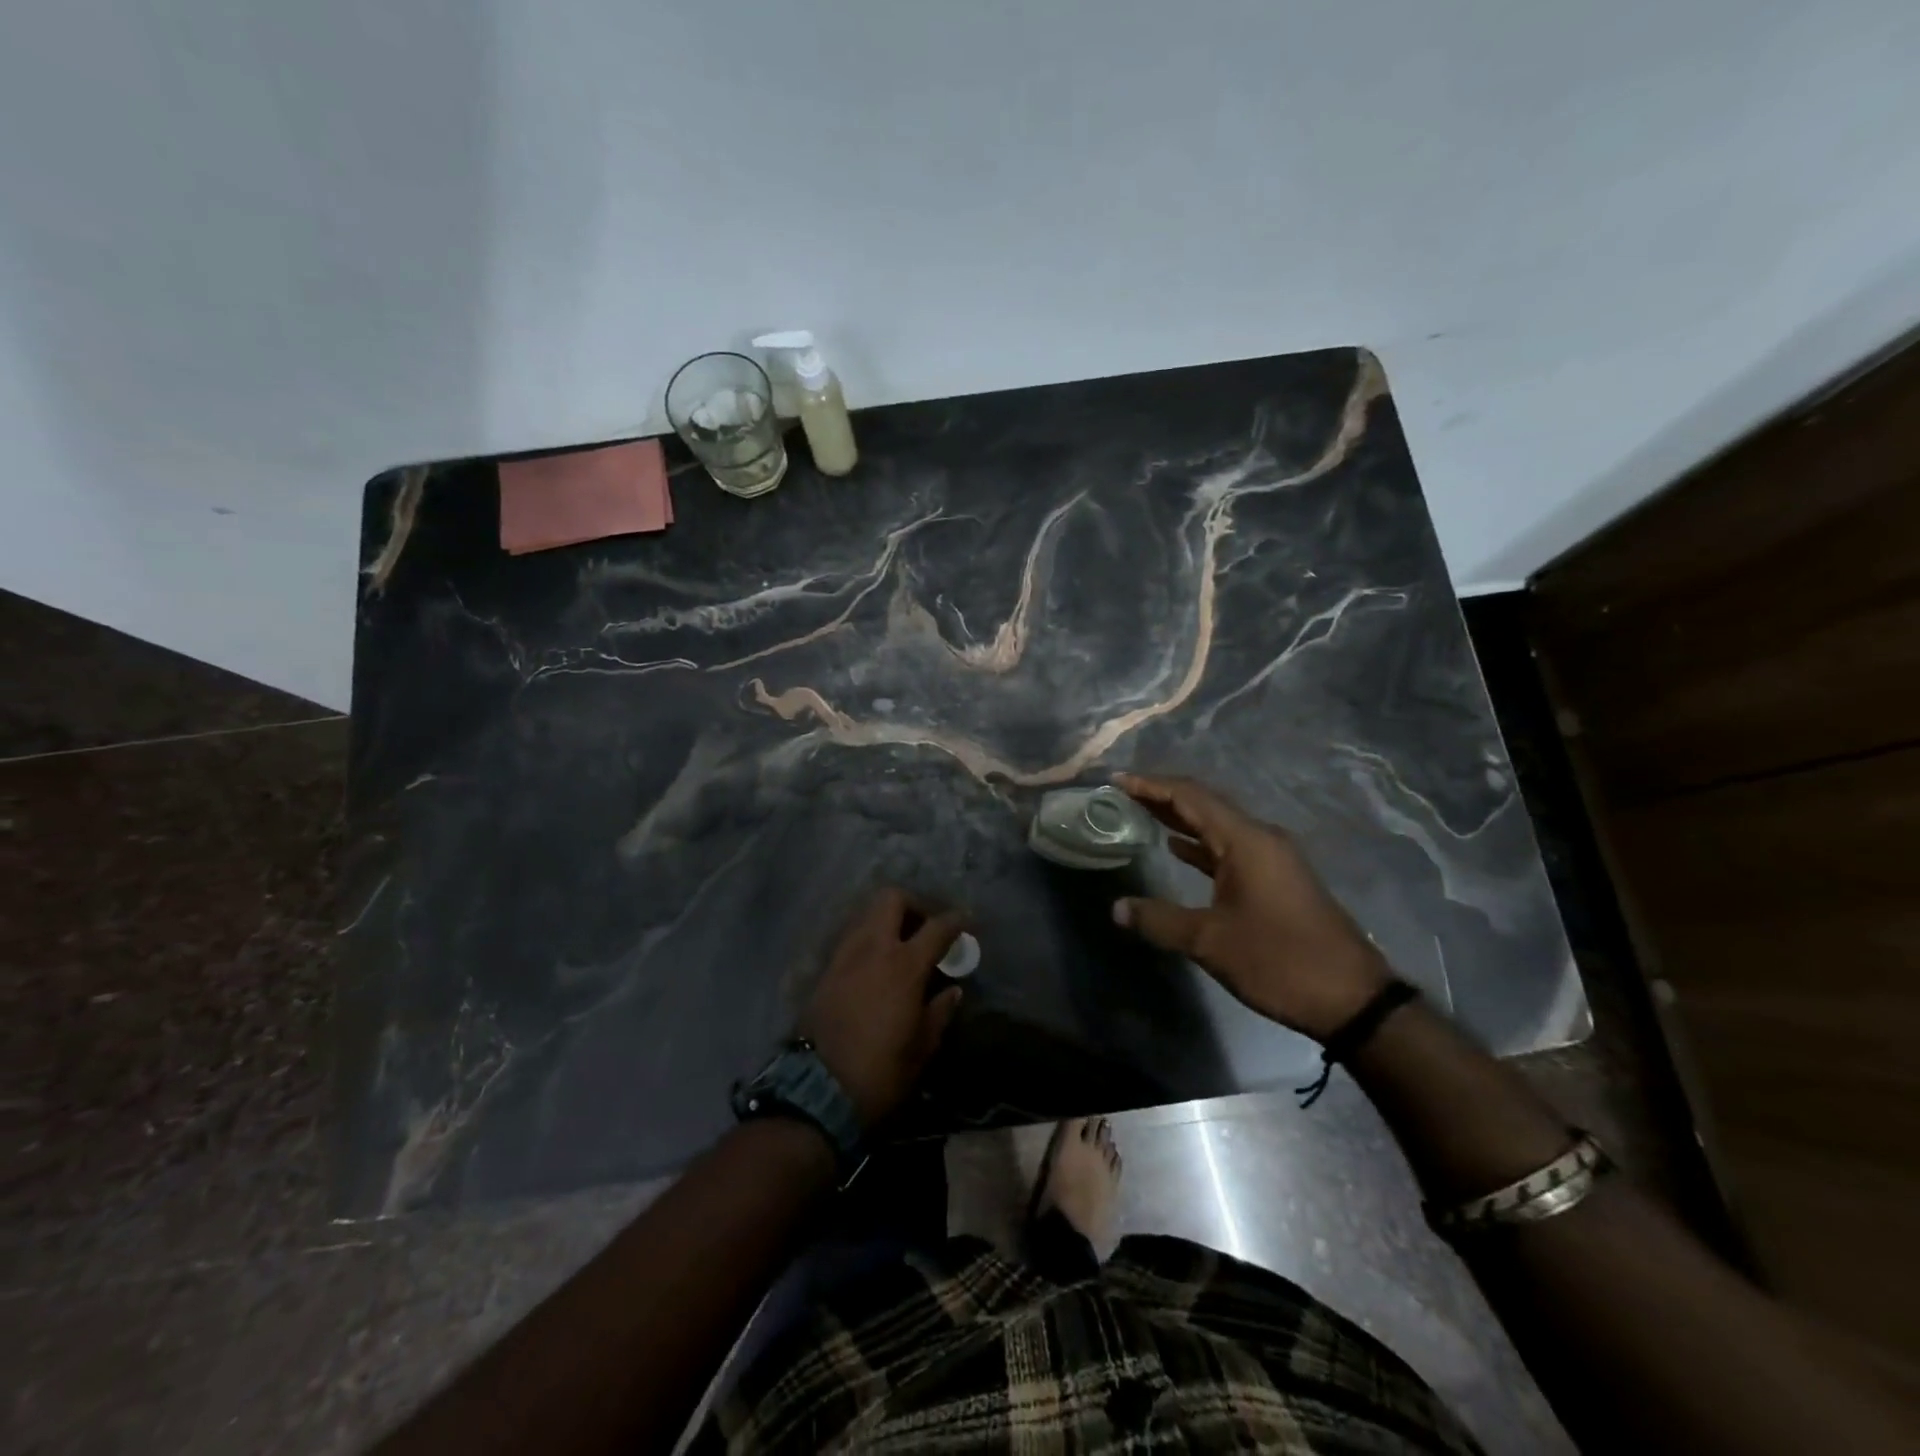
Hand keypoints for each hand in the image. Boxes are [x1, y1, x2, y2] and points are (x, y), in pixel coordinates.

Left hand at [799, 889, 965, 1127]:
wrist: (819, 1090)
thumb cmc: (881, 1071)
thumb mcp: (922, 1047)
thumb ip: (939, 1011)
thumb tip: (951, 990)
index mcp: (904, 965)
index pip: (936, 927)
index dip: (956, 920)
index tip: (967, 921)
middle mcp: (873, 948)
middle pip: (892, 899)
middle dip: (913, 904)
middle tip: (925, 927)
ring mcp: (845, 955)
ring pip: (867, 914)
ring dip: (887, 919)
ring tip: (900, 945)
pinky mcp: (826, 970)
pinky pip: (851, 938)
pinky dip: (868, 939)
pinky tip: (876, 964)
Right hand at [1110, 772, 1390, 1041]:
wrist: (1351, 999)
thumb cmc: (1278, 961)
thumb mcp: (1210, 942)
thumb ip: (1159, 920)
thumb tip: (1117, 908)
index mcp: (1245, 841)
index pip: (1190, 797)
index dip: (1151, 785)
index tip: (1117, 780)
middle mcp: (1260, 839)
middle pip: (1204, 805)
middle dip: (1162, 796)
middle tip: (1122, 793)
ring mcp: (1272, 858)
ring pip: (1217, 826)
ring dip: (1180, 819)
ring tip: (1141, 813)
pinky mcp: (1277, 879)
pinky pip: (1230, 848)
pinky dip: (1200, 845)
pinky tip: (1176, 849)